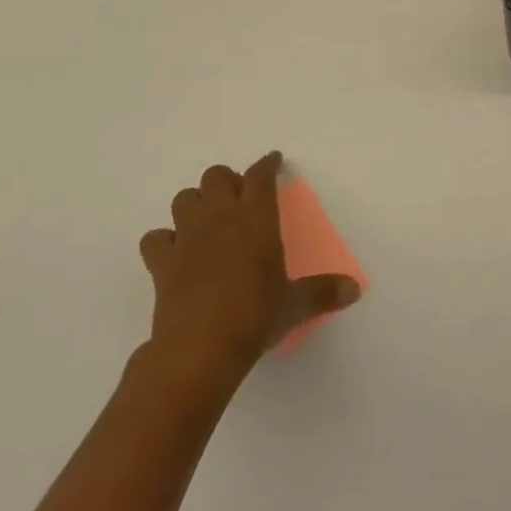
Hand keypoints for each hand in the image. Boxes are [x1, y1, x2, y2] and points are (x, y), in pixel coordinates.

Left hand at [138, 151, 360, 388]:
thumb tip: (355, 290)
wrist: (199, 350)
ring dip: (196, 203)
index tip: (274, 161)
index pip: (260, 176)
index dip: (267, 164)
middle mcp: (220, 218)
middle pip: (216, 176)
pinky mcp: (161, 263)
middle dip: (228, 180)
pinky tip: (175, 252)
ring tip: (208, 220)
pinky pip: (155, 238)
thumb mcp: (296, 305)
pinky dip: (164, 240)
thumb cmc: (255, 317)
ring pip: (184, 198)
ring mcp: (187, 238)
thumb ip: (324, 292)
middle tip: (241, 197)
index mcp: (257, 219)